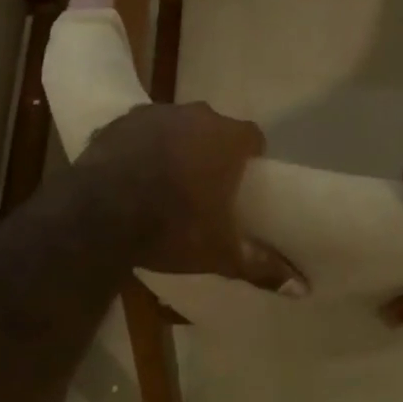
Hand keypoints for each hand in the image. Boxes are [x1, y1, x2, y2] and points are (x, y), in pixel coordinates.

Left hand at [77, 103, 304, 293]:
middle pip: (213, 128)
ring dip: (175, 144)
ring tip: (164, 180)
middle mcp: (196, 115)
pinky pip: (139, 129)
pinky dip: (140, 146)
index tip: (241, 182)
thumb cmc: (171, 227)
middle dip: (210, 150)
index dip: (249, 157)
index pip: (252, 137)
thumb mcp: (220, 252)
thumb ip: (262, 266)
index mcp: (227, 139)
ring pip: (175, 126)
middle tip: (203, 186)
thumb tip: (303, 288)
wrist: (99, 214)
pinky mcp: (120, 120)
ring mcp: (155, 113)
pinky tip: (130, 173)